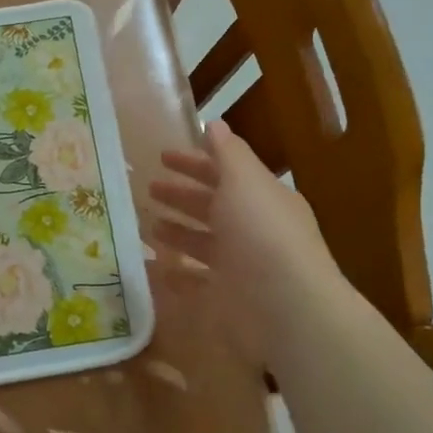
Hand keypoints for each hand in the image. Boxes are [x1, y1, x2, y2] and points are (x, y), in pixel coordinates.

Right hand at [148, 120, 352, 358]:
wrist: (286, 309)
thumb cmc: (262, 235)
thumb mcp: (245, 181)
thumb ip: (228, 153)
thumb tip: (214, 124)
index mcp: (262, 198)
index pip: (224, 172)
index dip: (194, 162)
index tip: (161, 156)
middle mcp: (253, 230)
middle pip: (212, 206)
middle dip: (181, 195)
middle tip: (147, 188)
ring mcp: (240, 266)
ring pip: (202, 243)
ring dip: (176, 231)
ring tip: (146, 224)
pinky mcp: (227, 299)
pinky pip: (195, 281)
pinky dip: (175, 273)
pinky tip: (152, 267)